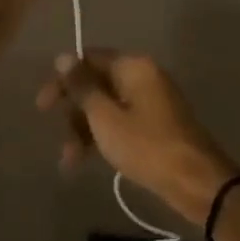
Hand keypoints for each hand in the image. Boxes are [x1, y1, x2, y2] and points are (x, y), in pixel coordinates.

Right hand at [34, 51, 239, 227]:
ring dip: (84, 130)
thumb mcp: (105, 117)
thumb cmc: (146, 146)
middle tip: (59, 138)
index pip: (89, 60)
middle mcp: (143, 78)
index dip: (62, 80)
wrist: (197, 183)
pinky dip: (102, 138)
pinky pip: (120, 123)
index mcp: (134, 67)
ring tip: (69, 160)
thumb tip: (63, 57)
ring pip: (106, 108)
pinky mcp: (155, 126)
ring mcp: (151, 103)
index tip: (42, 106)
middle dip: (73, 112)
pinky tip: (84, 161)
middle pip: (97, 84)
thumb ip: (82, 87)